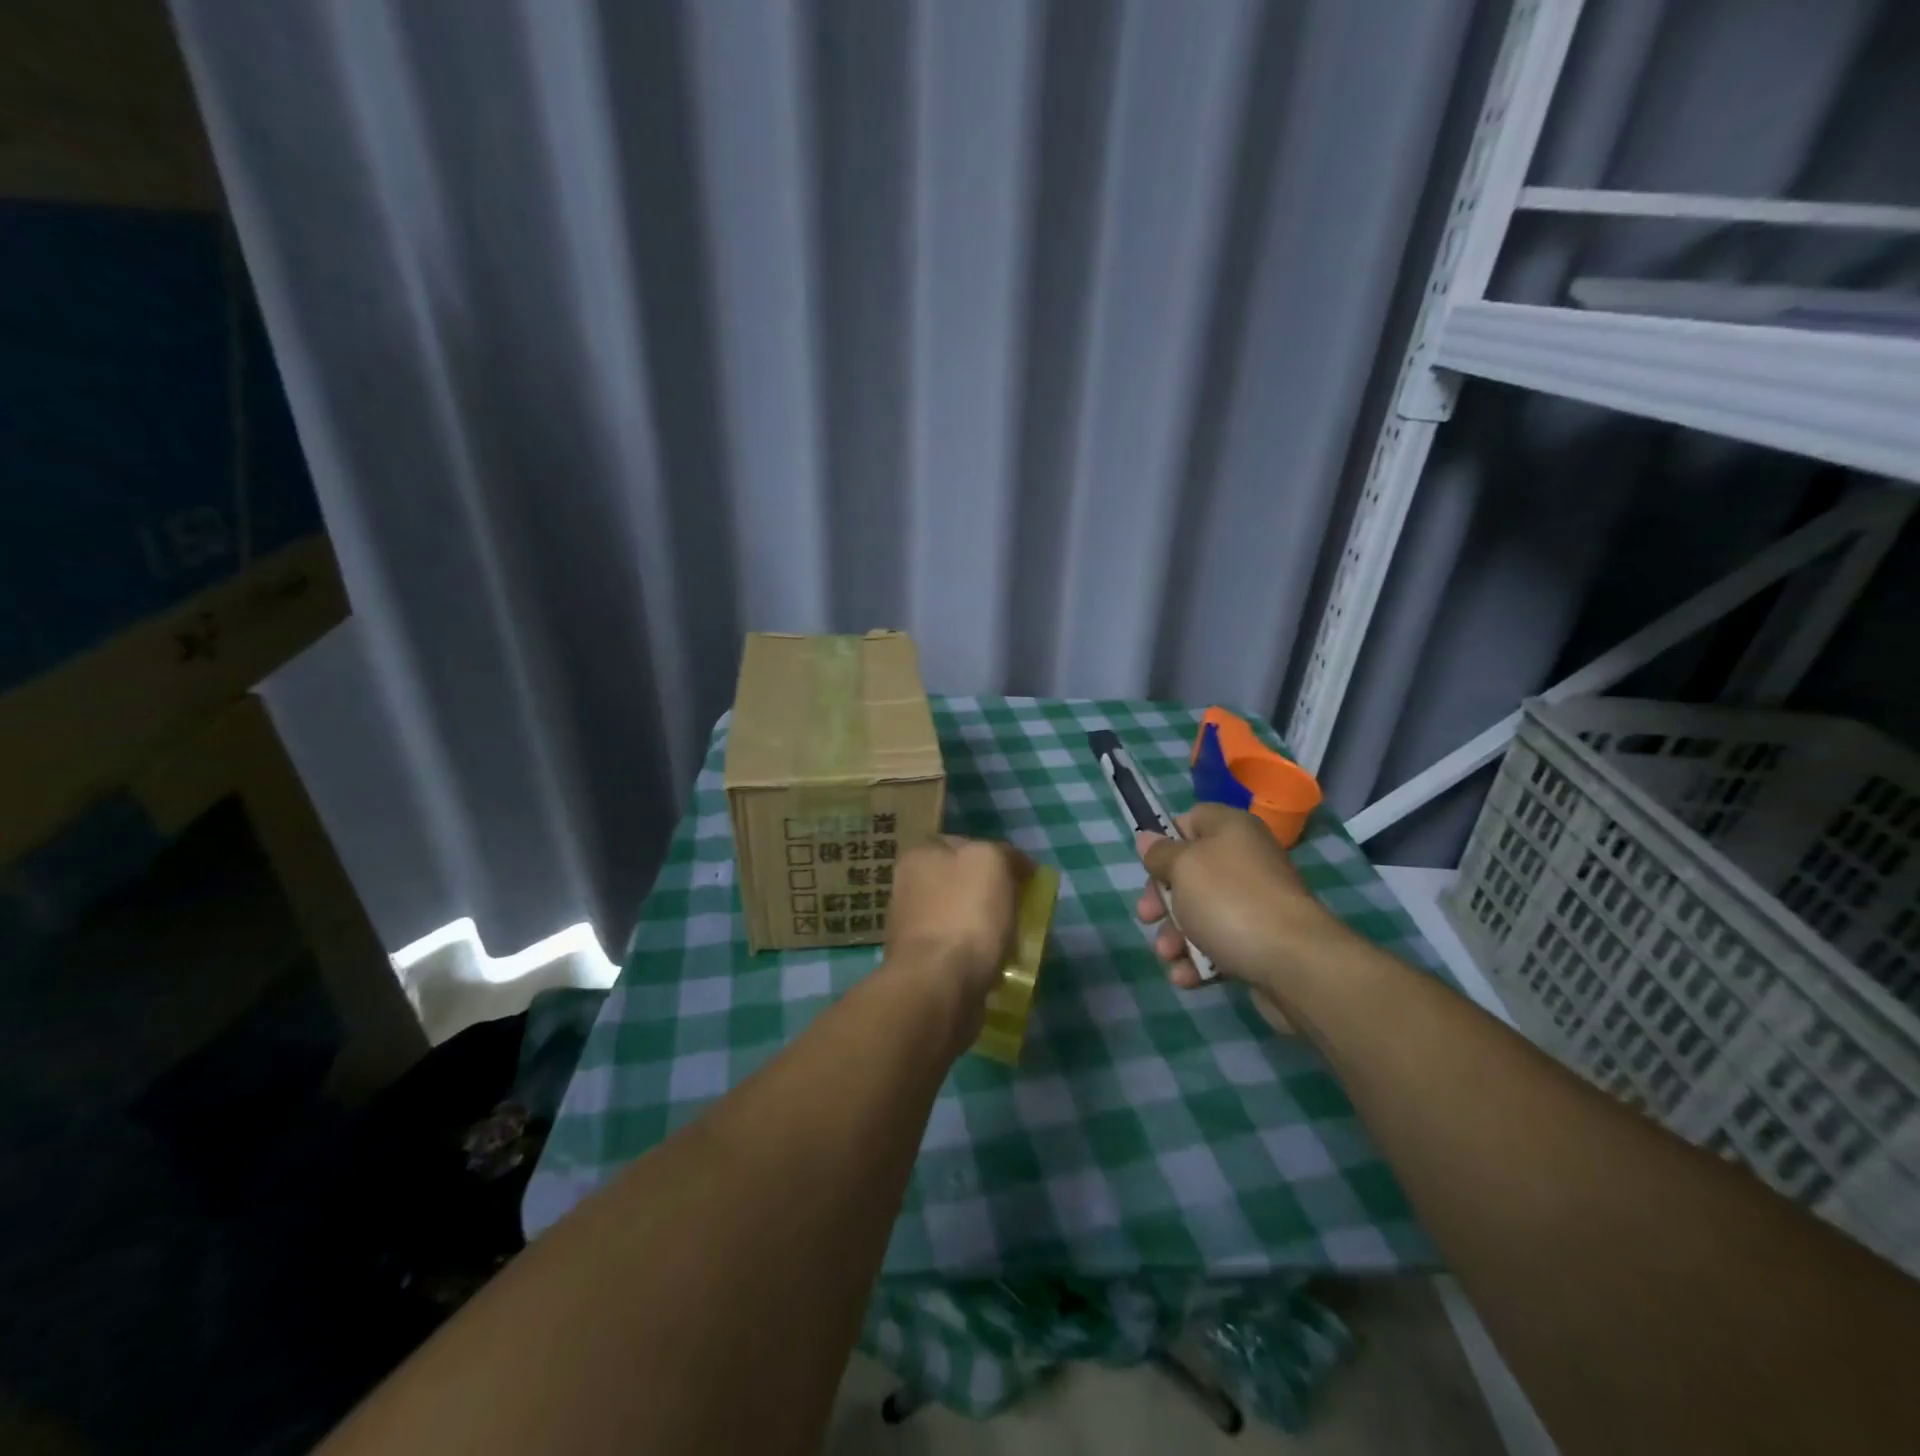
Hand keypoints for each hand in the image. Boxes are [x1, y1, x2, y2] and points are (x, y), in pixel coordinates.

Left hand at [883, 836, 1028, 1039]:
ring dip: (983, 928)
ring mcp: (911, 930)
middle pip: (959, 882)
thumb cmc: (965, 914)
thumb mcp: (992, 861)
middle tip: (1020, 909)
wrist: (938, 986)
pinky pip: (957, 953)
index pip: (960, 843)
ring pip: (959, 918)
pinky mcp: (921, 966)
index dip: (993, 855)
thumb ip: (1004, 854)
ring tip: (1013, 942)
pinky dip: (976, 958)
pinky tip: (996, 967)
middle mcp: (907, 888)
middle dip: (988, 895)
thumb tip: (1016, 865)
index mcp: (918, 856)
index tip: (1020, 877)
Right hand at [1134, 804, 1340, 996]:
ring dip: (1175, 936)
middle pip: (1189, 872)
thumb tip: (1147, 837)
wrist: (1295, 964)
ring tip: (1168, 955)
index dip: (1166, 841)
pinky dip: (1198, 959)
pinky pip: (1219, 944)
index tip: (1149, 866)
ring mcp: (1254, 903)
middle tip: (1148, 917)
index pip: (1191, 820)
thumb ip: (1160, 853)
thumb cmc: (1229, 901)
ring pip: (1200, 913)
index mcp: (1231, 830)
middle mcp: (1245, 860)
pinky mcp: (1259, 942)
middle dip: (1163, 899)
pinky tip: (1186, 976)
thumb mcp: (1183, 867)